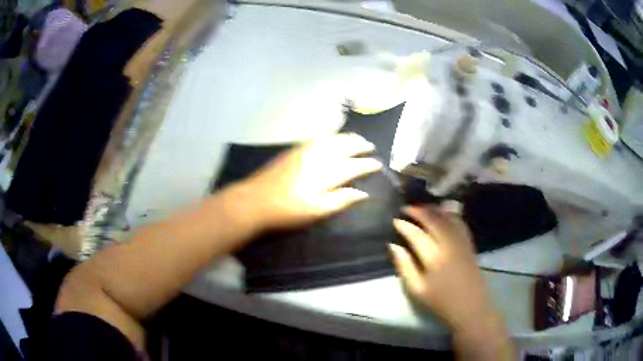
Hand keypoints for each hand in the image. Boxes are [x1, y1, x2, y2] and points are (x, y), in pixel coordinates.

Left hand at [234, 133, 381, 232]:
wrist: (255, 200)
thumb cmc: (287, 211)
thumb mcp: (316, 211)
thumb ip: (341, 200)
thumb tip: (363, 193)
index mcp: (326, 173)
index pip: (353, 166)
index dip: (367, 165)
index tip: (378, 164)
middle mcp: (318, 156)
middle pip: (344, 146)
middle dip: (360, 145)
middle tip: (371, 146)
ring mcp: (304, 150)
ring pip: (332, 139)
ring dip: (347, 138)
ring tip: (357, 138)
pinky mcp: (294, 150)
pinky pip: (318, 138)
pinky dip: (331, 137)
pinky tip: (333, 139)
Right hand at [389, 206, 494, 330]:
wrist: (470, 307)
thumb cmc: (441, 302)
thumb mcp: (417, 289)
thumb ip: (404, 266)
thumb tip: (393, 246)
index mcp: (434, 259)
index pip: (417, 235)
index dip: (405, 225)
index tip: (395, 220)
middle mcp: (449, 246)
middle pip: (434, 221)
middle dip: (419, 211)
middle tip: (406, 208)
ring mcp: (461, 243)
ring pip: (448, 218)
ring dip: (434, 209)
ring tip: (422, 208)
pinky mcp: (469, 244)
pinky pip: (460, 223)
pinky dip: (449, 214)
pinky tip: (443, 214)